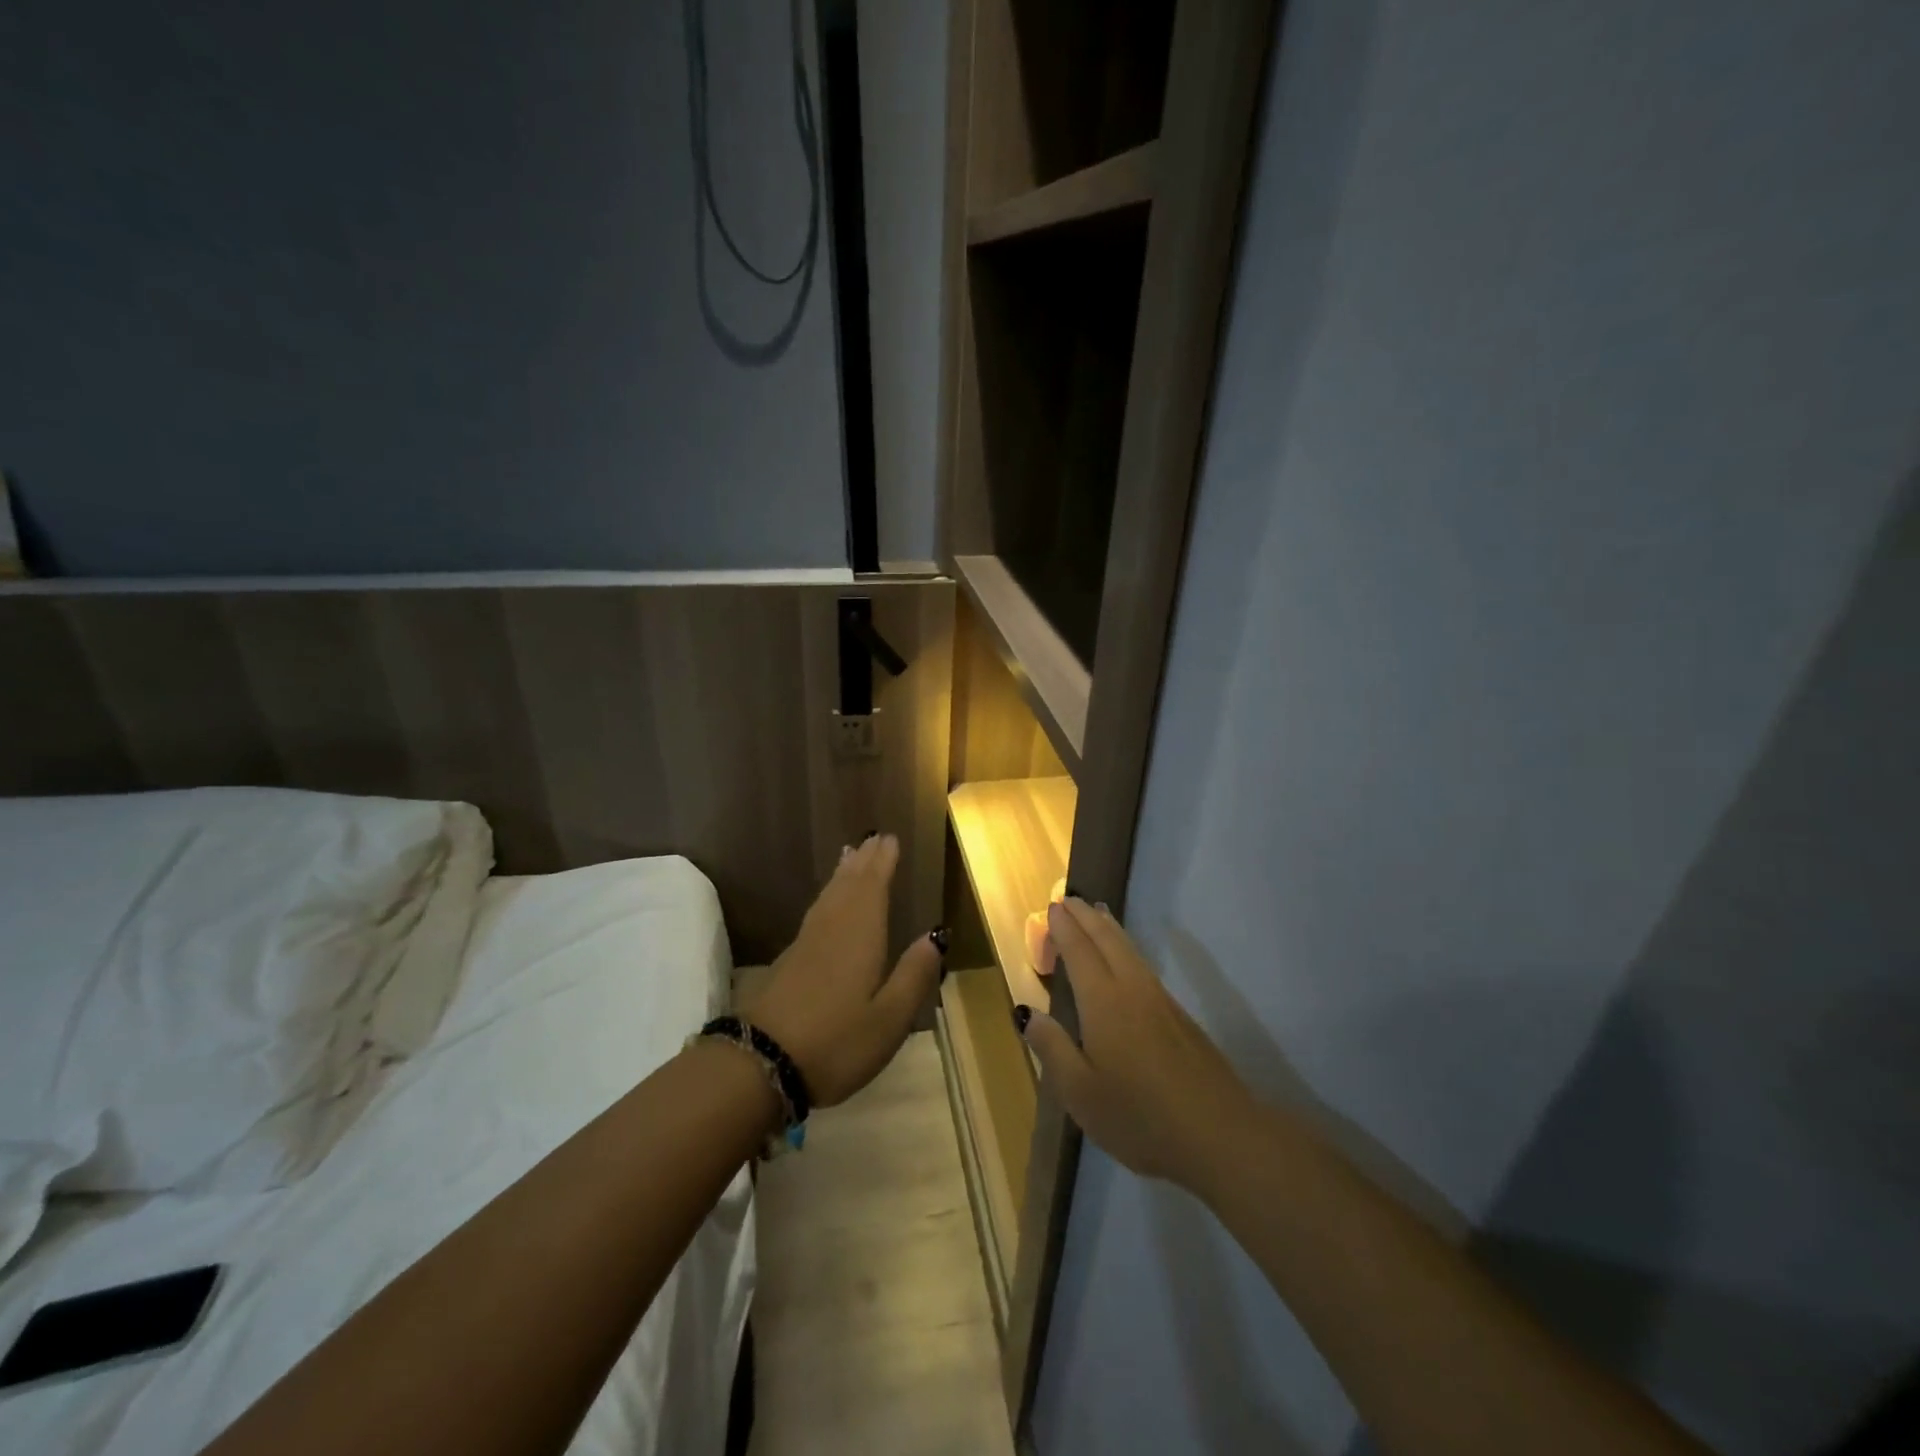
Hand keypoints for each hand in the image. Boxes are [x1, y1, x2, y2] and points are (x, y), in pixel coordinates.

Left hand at [743, 833, 944, 1107]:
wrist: (760, 1063)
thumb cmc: (836, 1042)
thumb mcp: (889, 1018)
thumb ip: (914, 975)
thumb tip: (936, 935)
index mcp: (860, 937)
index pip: (873, 888)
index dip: (883, 863)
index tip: (890, 839)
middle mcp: (832, 930)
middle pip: (849, 886)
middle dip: (864, 861)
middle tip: (874, 838)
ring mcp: (806, 944)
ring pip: (829, 897)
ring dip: (843, 874)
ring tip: (850, 856)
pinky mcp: (788, 961)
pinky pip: (816, 912)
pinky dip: (827, 896)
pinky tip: (827, 904)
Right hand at [1022, 899, 1260, 1192]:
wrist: (1220, 1135)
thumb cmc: (1140, 1117)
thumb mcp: (1081, 1093)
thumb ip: (1053, 1048)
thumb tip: (1027, 1013)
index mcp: (1103, 1002)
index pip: (1080, 951)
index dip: (1065, 928)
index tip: (1053, 907)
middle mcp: (1132, 989)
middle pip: (1107, 940)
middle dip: (1086, 917)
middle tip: (1070, 899)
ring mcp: (1161, 1001)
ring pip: (1130, 950)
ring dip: (1109, 928)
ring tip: (1097, 914)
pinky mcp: (1180, 1017)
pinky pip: (1143, 965)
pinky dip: (1126, 948)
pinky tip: (1126, 960)